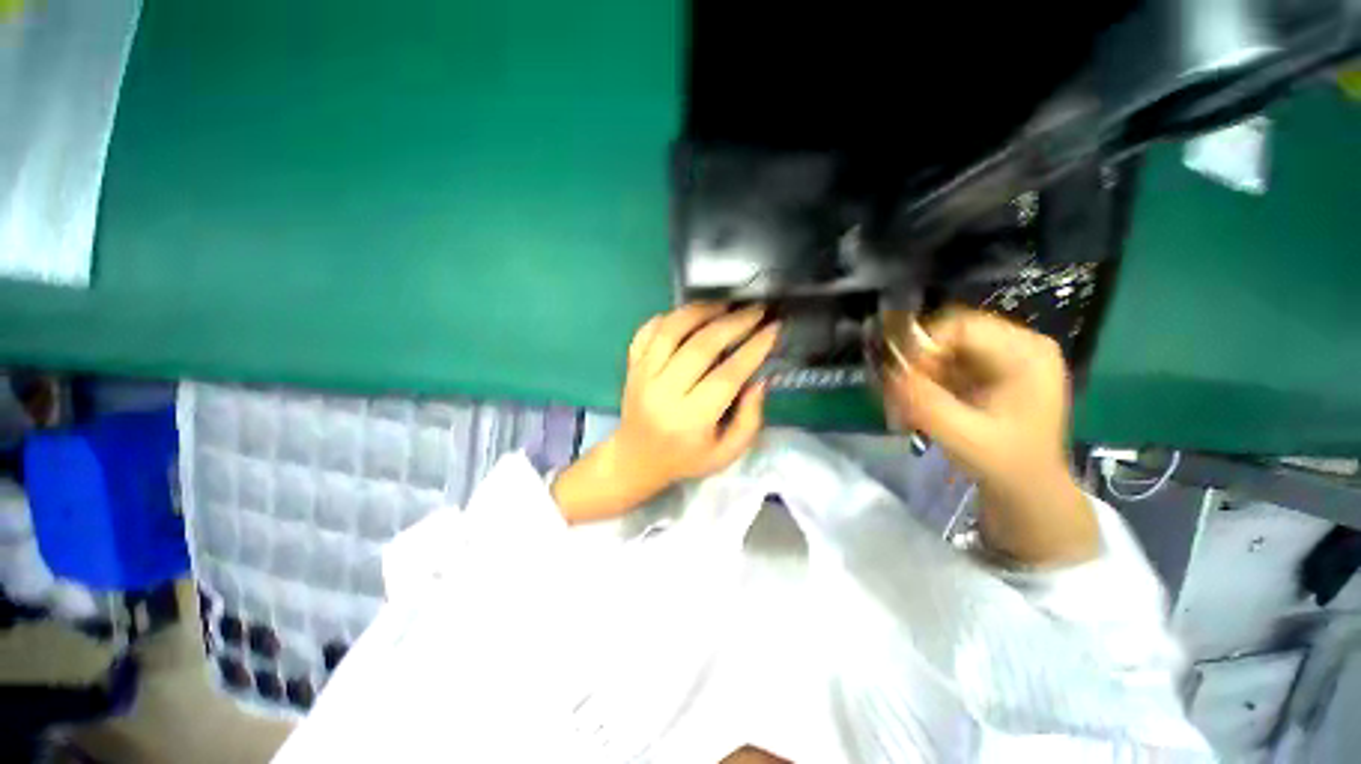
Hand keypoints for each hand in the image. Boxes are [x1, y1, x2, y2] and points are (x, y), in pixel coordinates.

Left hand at [551, 304, 778, 522]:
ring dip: (701, 311)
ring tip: (726, 304)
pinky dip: (669, 317)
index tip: (773, 328)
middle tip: (756, 310)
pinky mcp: (631, 366)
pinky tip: (691, 315)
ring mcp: (642, 376)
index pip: (726, 376)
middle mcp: (662, 393)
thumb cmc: (686, 459)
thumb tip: (760, 378)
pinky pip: (647, 331)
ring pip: (671, 330)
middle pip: (700, 347)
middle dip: (733, 323)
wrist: (636, 459)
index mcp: (690, 420)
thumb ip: (749, 419)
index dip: (753, 349)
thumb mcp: (727, 453)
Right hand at [883, 308, 1096, 564]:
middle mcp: (1017, 345)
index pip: (962, 326)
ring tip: (904, 401)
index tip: (901, 376)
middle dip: (917, 360)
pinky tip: (916, 402)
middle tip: (900, 390)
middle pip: (950, 333)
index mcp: (1026, 354)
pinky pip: (945, 361)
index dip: (924, 346)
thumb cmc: (1006, 464)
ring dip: (917, 371)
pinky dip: (924, 379)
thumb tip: (887, 373)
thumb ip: (926, 403)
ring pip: (942, 347)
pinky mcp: (988, 371)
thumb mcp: (965, 437)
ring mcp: (1002, 357)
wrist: (1028, 491)